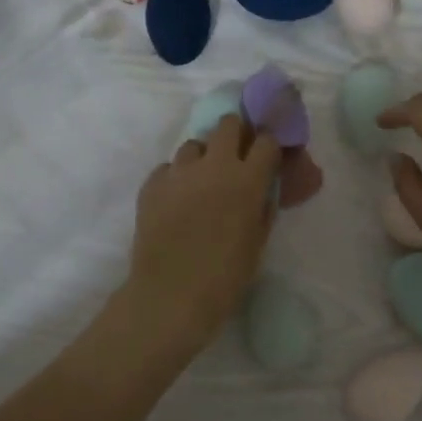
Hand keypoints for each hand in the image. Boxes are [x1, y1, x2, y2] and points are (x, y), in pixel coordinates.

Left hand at [122, 115, 279, 349]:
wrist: (170, 296)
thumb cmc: (224, 277)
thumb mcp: (257, 242)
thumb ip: (263, 208)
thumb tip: (264, 189)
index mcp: (247, 180)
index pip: (267, 141)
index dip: (269, 145)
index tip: (268, 155)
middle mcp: (214, 165)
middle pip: (228, 124)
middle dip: (235, 134)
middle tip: (236, 156)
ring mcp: (179, 172)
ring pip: (194, 144)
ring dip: (203, 157)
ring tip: (202, 182)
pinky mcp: (152, 184)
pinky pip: (168, 168)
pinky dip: (176, 178)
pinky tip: (177, 200)